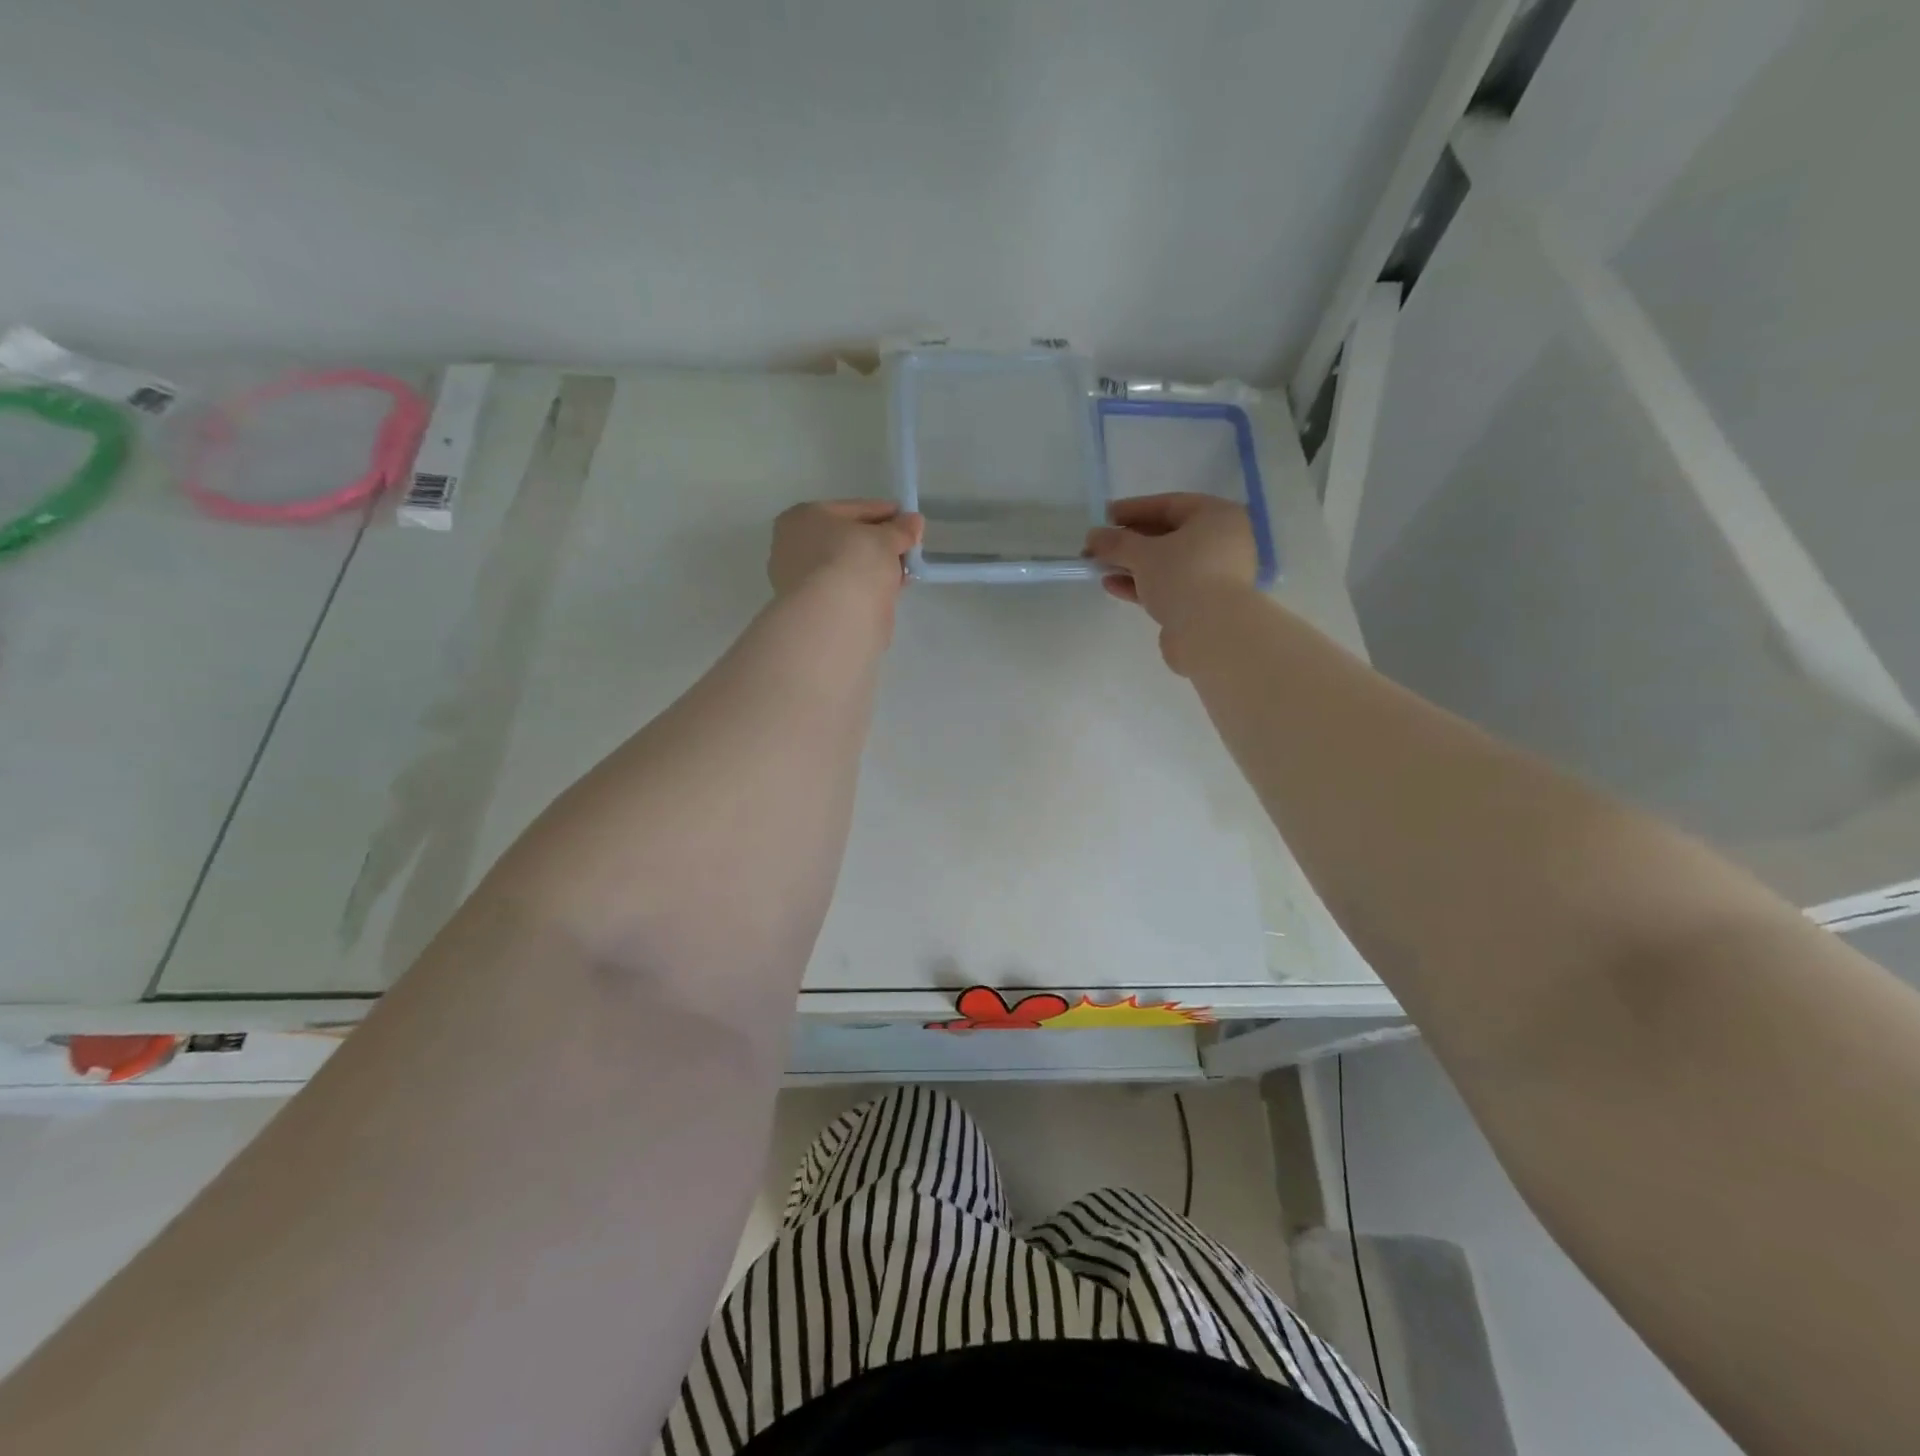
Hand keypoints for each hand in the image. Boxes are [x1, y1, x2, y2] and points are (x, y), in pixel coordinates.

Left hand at [768, 500, 922, 604]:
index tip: (910, 520)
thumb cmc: (852, 562)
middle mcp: (795, 546)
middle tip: (909, 546)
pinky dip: (868, 587)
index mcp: (804, 517)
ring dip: (876, 567)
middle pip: (848, 539)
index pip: (853, 509)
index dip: (885, 512)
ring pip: (849, 566)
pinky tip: (891, 589)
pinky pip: (849, 588)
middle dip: (880, 542)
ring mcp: (802, 580)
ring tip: (905, 569)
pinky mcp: (815, 608)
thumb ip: (900, 530)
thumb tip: (914, 522)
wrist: (833, 619)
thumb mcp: (884, 539)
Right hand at [1085, 494, 1257, 667]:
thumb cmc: (1183, 576)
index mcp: (1218, 516)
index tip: (1105, 516)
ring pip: (1167, 564)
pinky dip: (1142, 585)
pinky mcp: (1204, 603)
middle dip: (1129, 541)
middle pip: (1168, 535)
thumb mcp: (1143, 553)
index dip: (1134, 509)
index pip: (1170, 504)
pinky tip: (1113, 586)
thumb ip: (1116, 542)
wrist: (1211, 632)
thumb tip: (1093, 536)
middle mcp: (1222, 542)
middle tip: (1099, 546)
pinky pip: (1169, 586)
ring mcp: (1215, 575)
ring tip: (1100, 568)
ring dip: (1132, 565)